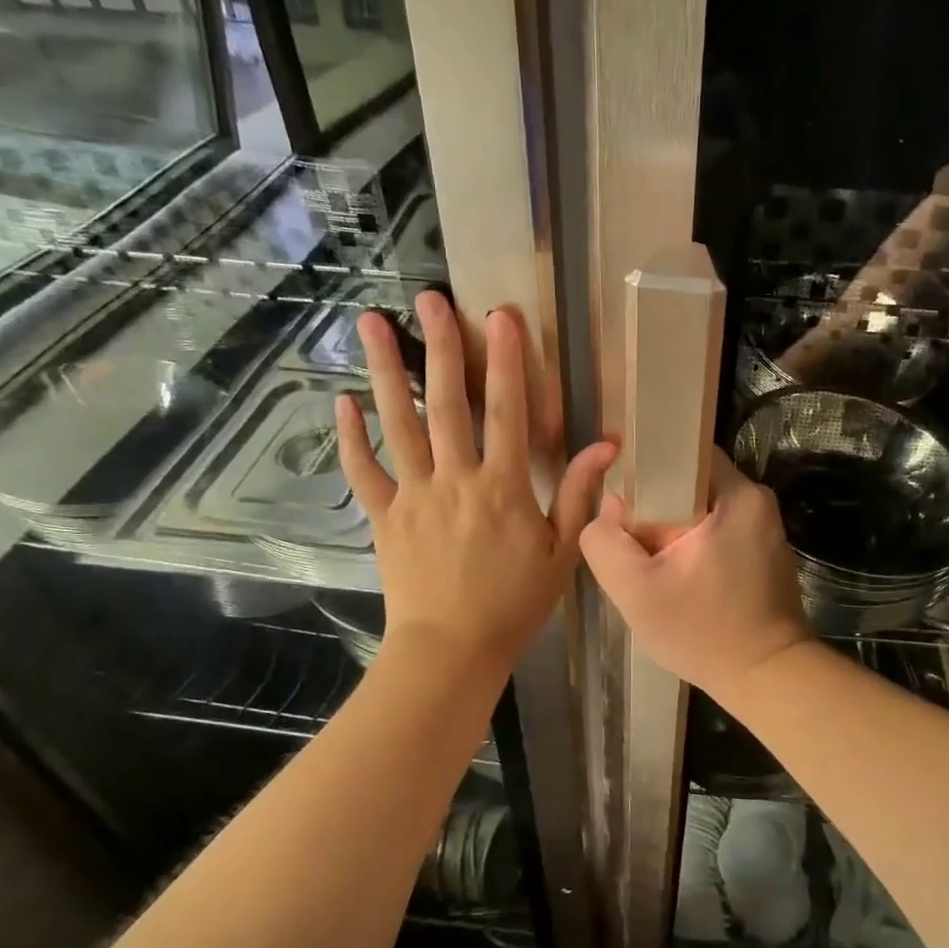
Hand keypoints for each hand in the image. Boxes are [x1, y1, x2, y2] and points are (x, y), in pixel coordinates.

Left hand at [337, 292, 615, 679]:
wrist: (452, 649)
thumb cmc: (514, 604)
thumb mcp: (562, 554)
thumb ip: (580, 496)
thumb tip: (606, 446)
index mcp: (503, 487)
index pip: (506, 412)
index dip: (506, 361)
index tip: (501, 316)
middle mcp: (455, 479)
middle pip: (447, 403)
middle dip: (441, 347)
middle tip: (428, 298)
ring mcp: (414, 496)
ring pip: (399, 424)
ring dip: (386, 372)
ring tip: (370, 325)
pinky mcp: (385, 517)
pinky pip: (365, 472)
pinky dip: (351, 438)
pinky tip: (342, 403)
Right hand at [579, 449, 812, 701]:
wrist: (767, 678)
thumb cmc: (702, 632)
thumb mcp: (635, 591)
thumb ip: (605, 542)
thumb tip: (611, 506)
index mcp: (737, 495)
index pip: (683, 452)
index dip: (646, 467)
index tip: (622, 497)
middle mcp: (757, 502)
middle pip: (690, 482)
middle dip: (656, 505)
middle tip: (633, 540)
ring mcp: (765, 528)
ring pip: (701, 508)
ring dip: (674, 528)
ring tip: (652, 561)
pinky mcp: (765, 552)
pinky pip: (718, 530)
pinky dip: (695, 544)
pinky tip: (680, 576)